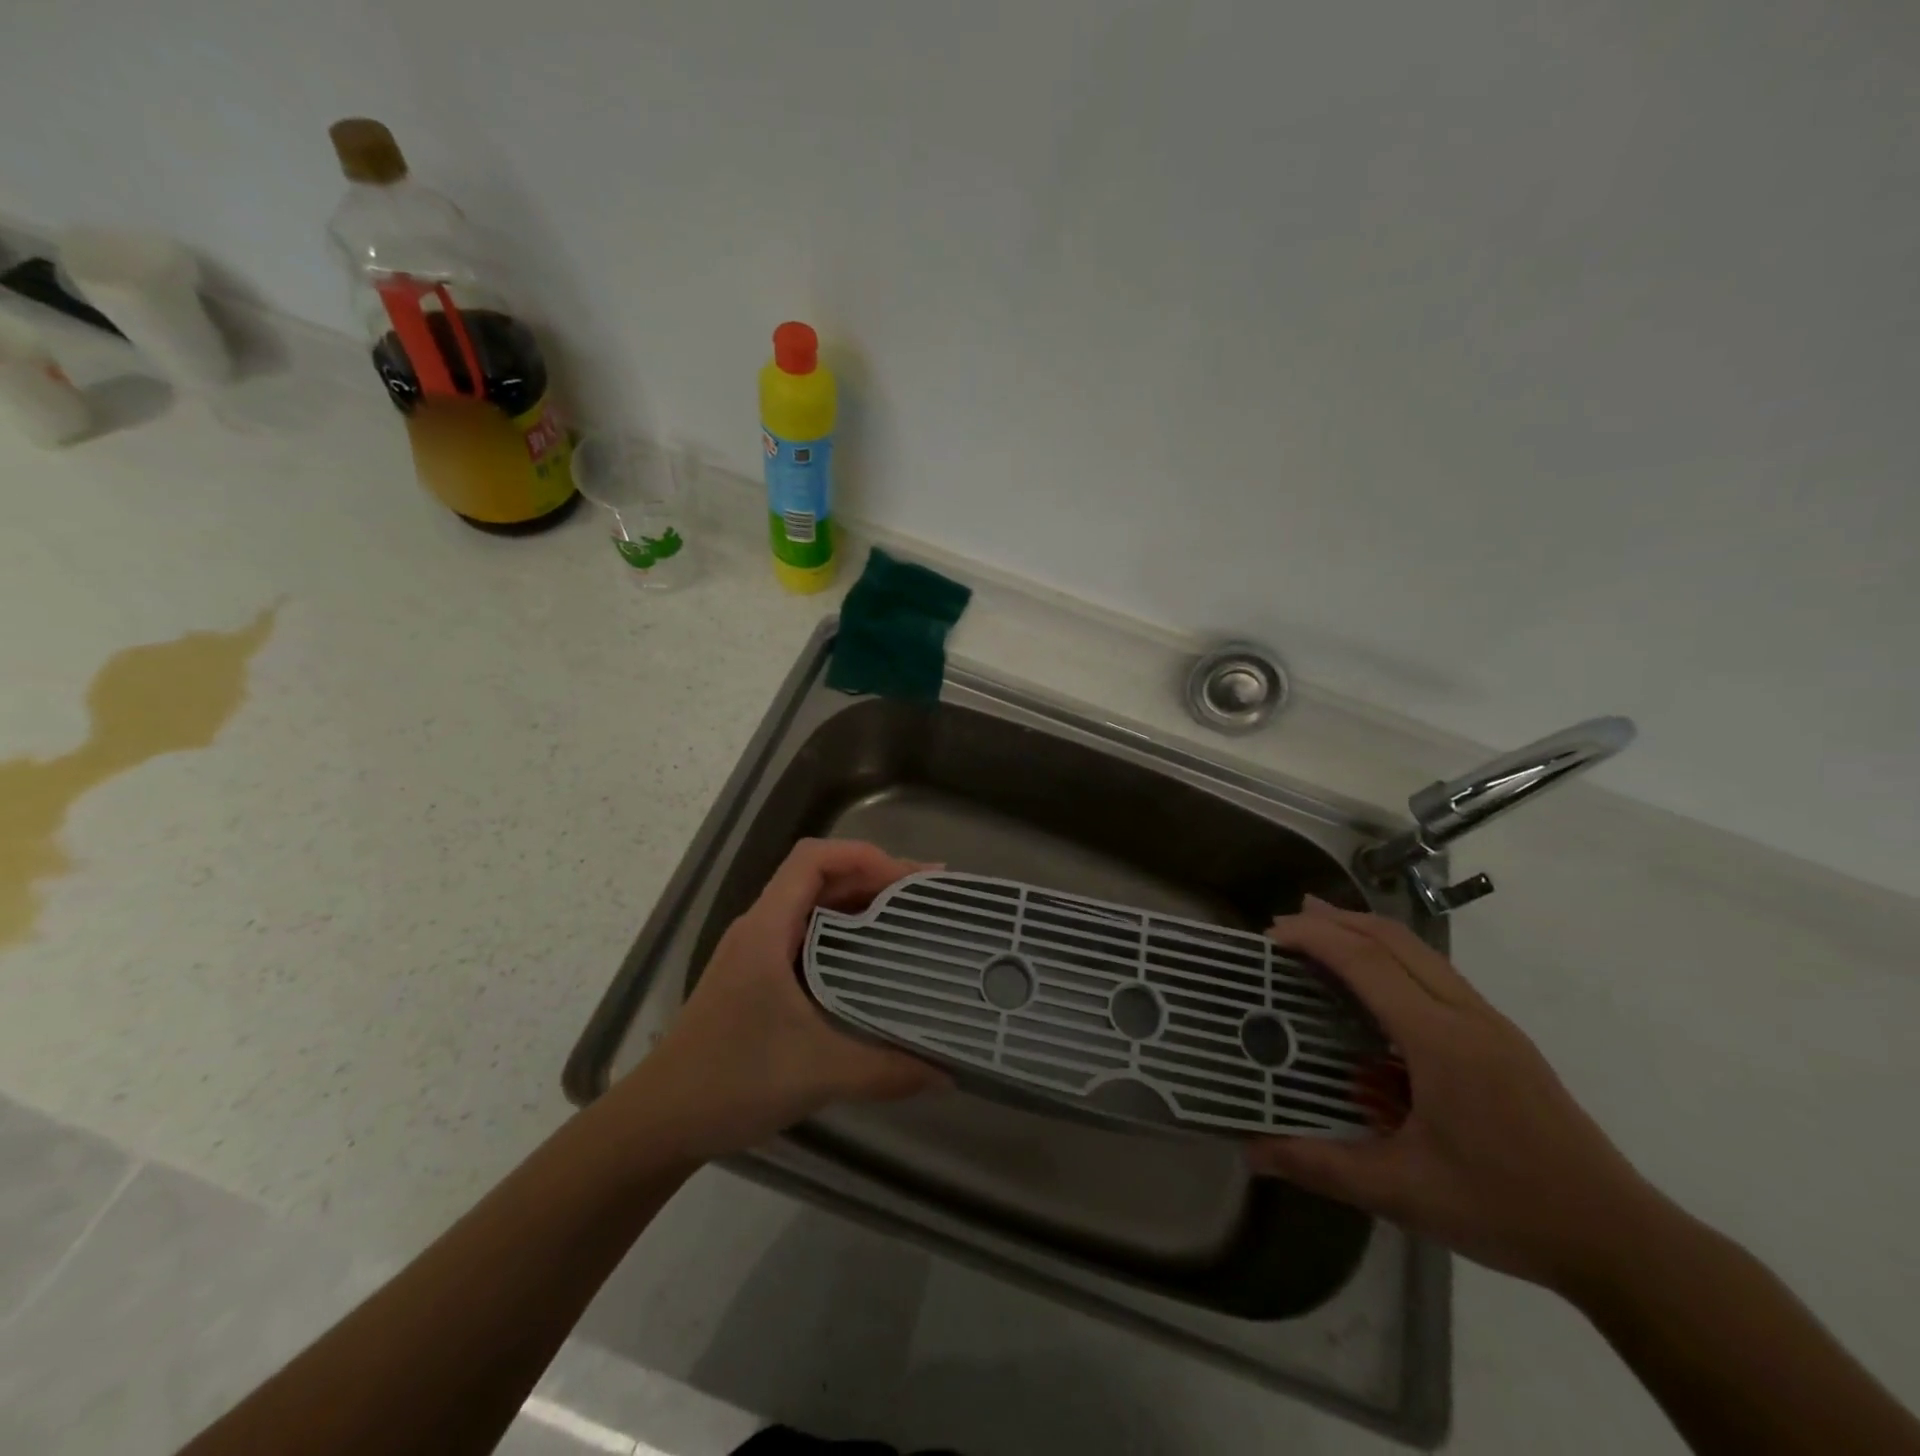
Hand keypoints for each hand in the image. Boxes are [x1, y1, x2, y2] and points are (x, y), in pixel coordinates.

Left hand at [634, 838, 945, 1160]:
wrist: (658, 1123)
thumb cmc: (730, 1082)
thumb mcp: (817, 1074)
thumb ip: (886, 1072)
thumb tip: (948, 1074)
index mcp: (766, 930)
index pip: (813, 859)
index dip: (864, 855)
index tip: (909, 881)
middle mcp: (759, 929)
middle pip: (818, 877)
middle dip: (873, 878)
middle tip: (925, 897)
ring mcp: (755, 953)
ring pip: (812, 907)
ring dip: (859, 905)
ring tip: (909, 921)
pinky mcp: (756, 978)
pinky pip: (806, 937)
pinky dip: (843, 936)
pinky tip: (871, 963)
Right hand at [1248, 897, 1664, 1291]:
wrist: (1622, 1241)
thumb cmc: (1505, 1210)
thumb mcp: (1402, 1194)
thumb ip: (1320, 1166)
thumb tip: (1250, 1151)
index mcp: (1440, 1041)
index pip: (1365, 963)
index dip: (1314, 938)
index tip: (1270, 935)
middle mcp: (1467, 1016)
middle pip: (1394, 939)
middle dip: (1337, 920)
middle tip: (1285, 921)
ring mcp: (1491, 1024)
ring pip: (1420, 952)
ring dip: (1366, 933)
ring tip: (1322, 932)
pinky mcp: (1504, 1040)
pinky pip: (1438, 975)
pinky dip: (1394, 959)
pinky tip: (1375, 987)